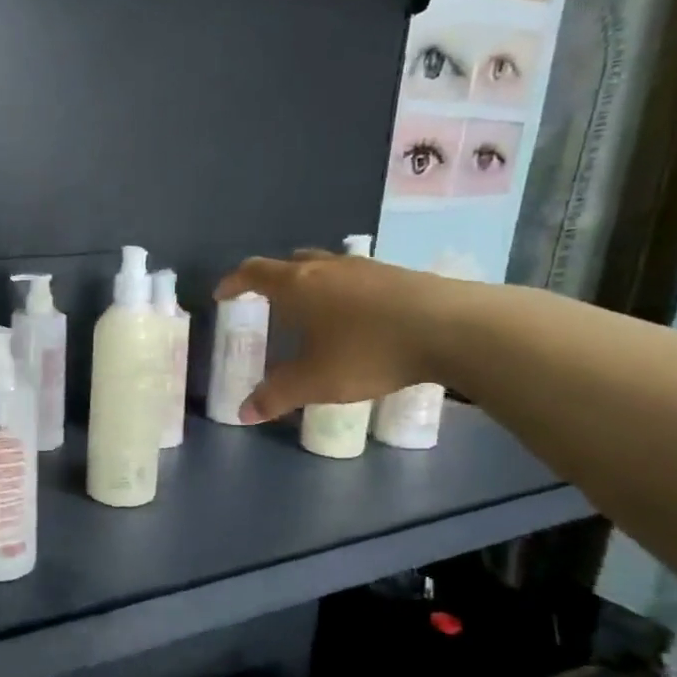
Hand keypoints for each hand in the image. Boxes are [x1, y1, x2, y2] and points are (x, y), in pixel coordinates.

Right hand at [214, 251, 449, 422]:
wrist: (454, 328)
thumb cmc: (368, 350)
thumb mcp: (315, 381)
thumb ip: (276, 396)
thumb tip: (243, 413)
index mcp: (297, 286)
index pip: (254, 273)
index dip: (234, 282)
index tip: (222, 294)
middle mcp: (327, 268)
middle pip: (290, 262)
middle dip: (273, 280)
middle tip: (266, 301)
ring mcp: (367, 268)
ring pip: (327, 268)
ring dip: (311, 284)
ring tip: (312, 311)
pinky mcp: (399, 276)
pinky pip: (357, 278)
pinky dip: (343, 292)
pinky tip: (356, 319)